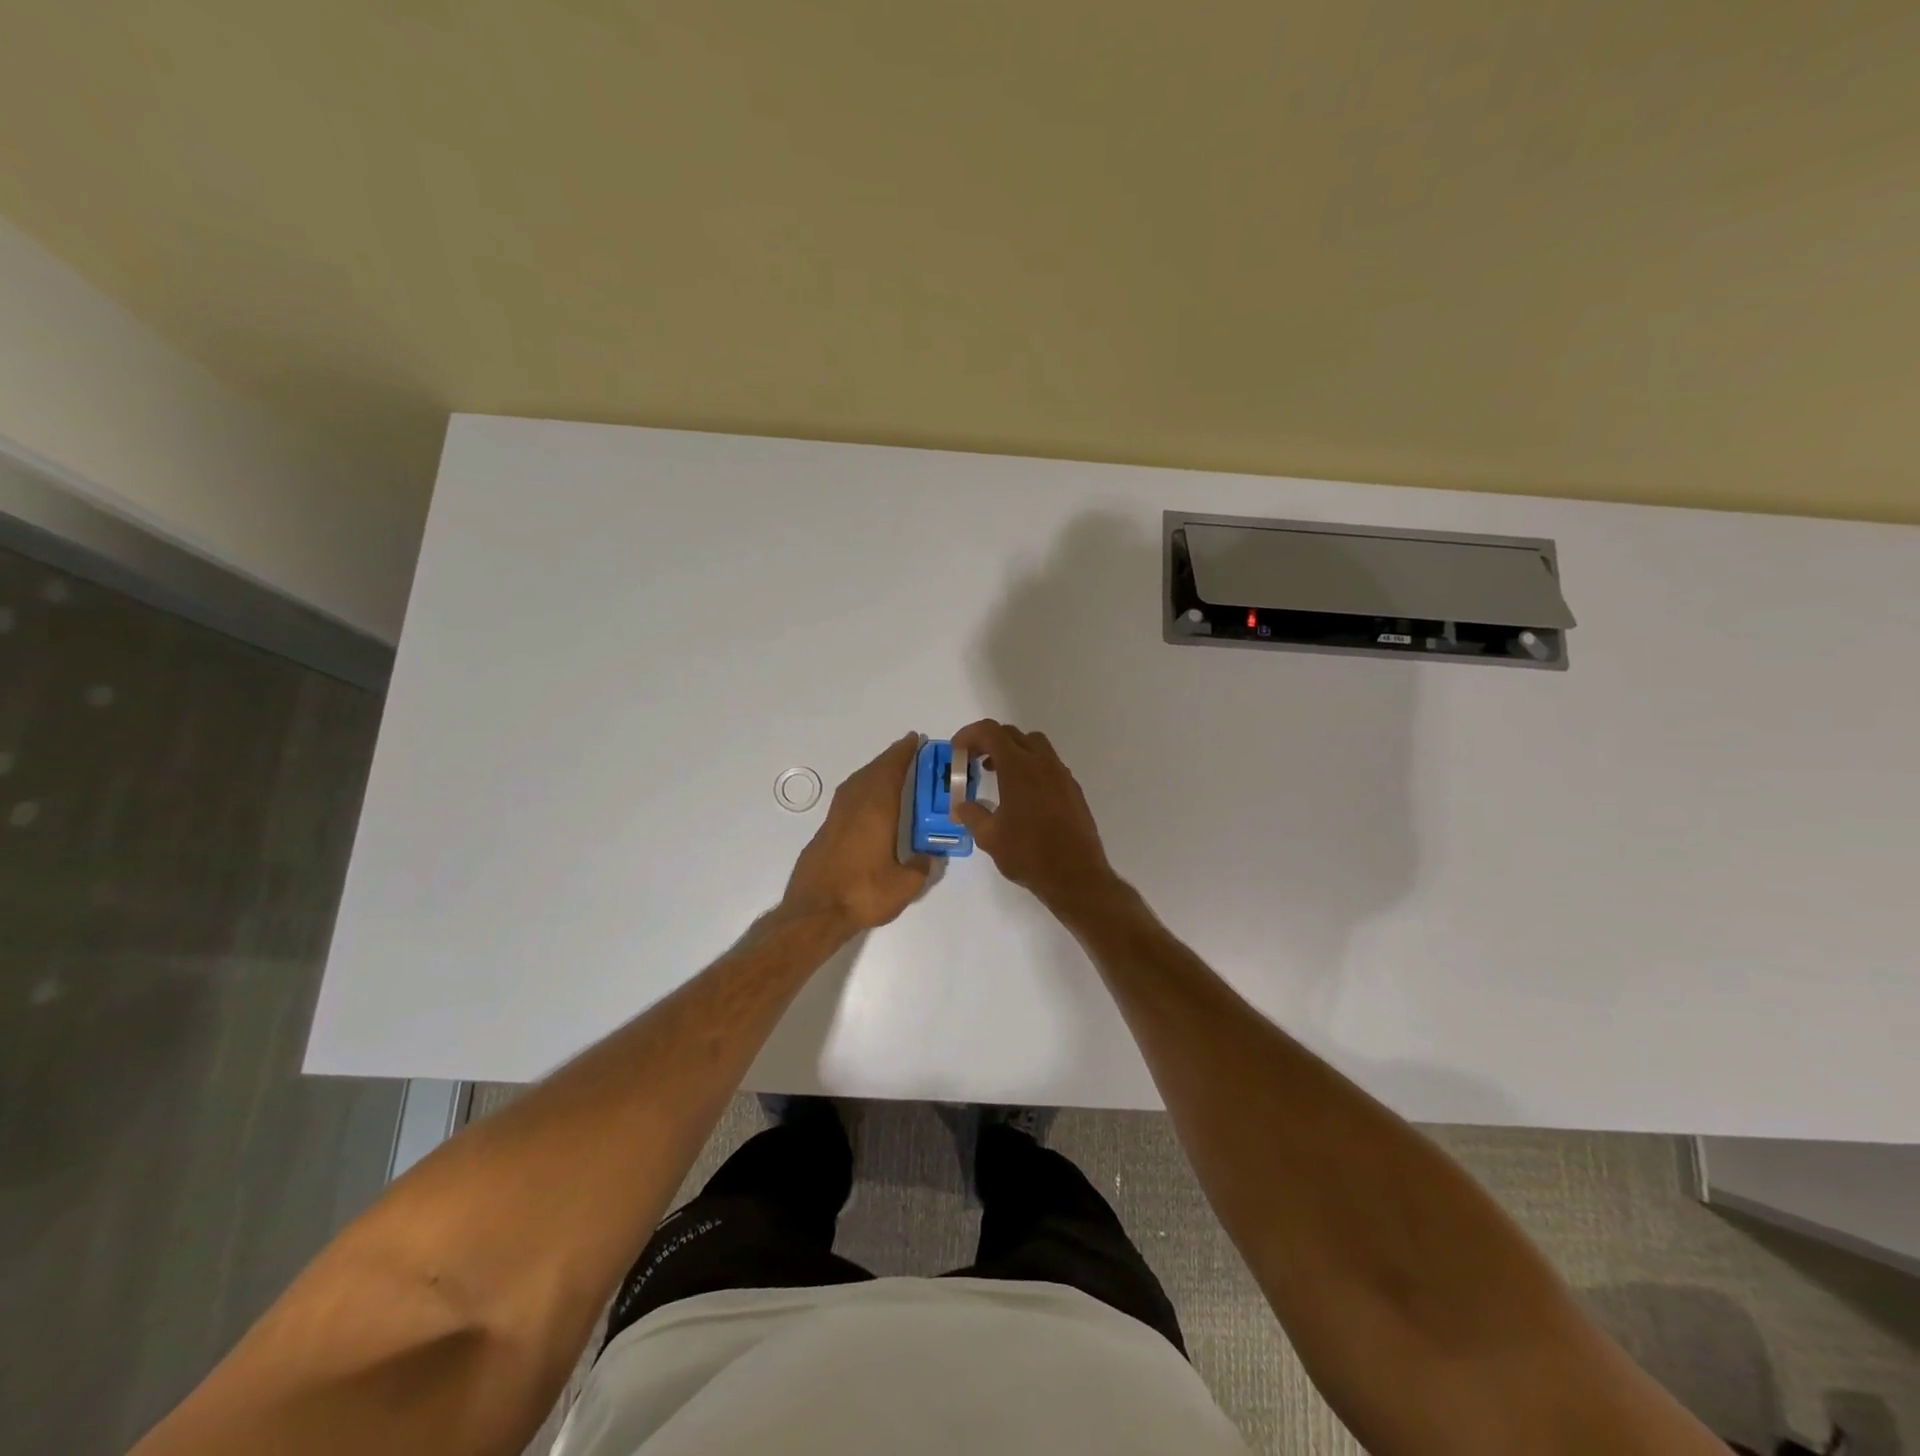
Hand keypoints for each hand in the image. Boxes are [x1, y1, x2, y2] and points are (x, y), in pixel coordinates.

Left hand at [781, 734, 930, 934]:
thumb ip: (921, 867)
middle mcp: (854, 807)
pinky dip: (860, 789)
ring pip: (856, 783)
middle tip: (907, 751)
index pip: (891, 772)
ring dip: (873, 771)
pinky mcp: (824, 833)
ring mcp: (835, 818)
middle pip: (872, 772)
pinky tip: (865, 801)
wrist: (815, 912)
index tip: (915, 739)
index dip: (904, 754)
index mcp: (877, 811)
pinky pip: (846, 798)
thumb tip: (929, 856)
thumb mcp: (904, 885)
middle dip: (890, 758)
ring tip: (888, 771)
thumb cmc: (863, 894)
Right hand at [950, 719, 1120, 919]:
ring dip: (1011, 751)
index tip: (957, 750)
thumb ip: (972, 815)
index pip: (991, 732)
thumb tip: (961, 806)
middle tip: (972, 760)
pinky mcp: (1073, 789)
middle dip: (988, 741)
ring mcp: (1062, 775)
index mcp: (1019, 767)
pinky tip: (1021, 794)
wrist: (1076, 875)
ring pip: (1034, 745)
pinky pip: (1048, 764)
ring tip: (996, 773)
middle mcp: (1042, 763)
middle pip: (1012, 734)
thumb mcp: (989, 837)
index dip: (969, 734)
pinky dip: (1030, 766)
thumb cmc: (1028, 854)